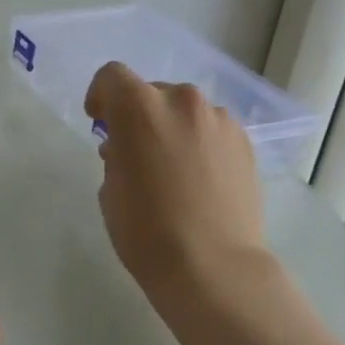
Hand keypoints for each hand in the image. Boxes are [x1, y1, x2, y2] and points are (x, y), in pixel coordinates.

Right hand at [84, 61, 274, 318]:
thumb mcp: (110, 190)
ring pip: (186, 111)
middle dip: (139, 115)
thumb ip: (115, 156)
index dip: (101, 96)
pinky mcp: (245, 142)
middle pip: (152, 92)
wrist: (213, 267)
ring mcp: (219, 120)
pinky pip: (212, 130)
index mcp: (139, 107)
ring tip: (173, 169)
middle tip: (136, 152)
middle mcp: (181, 101)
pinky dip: (200, 143)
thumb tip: (127, 150)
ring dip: (173, 128)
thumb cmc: (145, 230)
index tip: (100, 122)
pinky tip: (200, 179)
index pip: (112, 77)